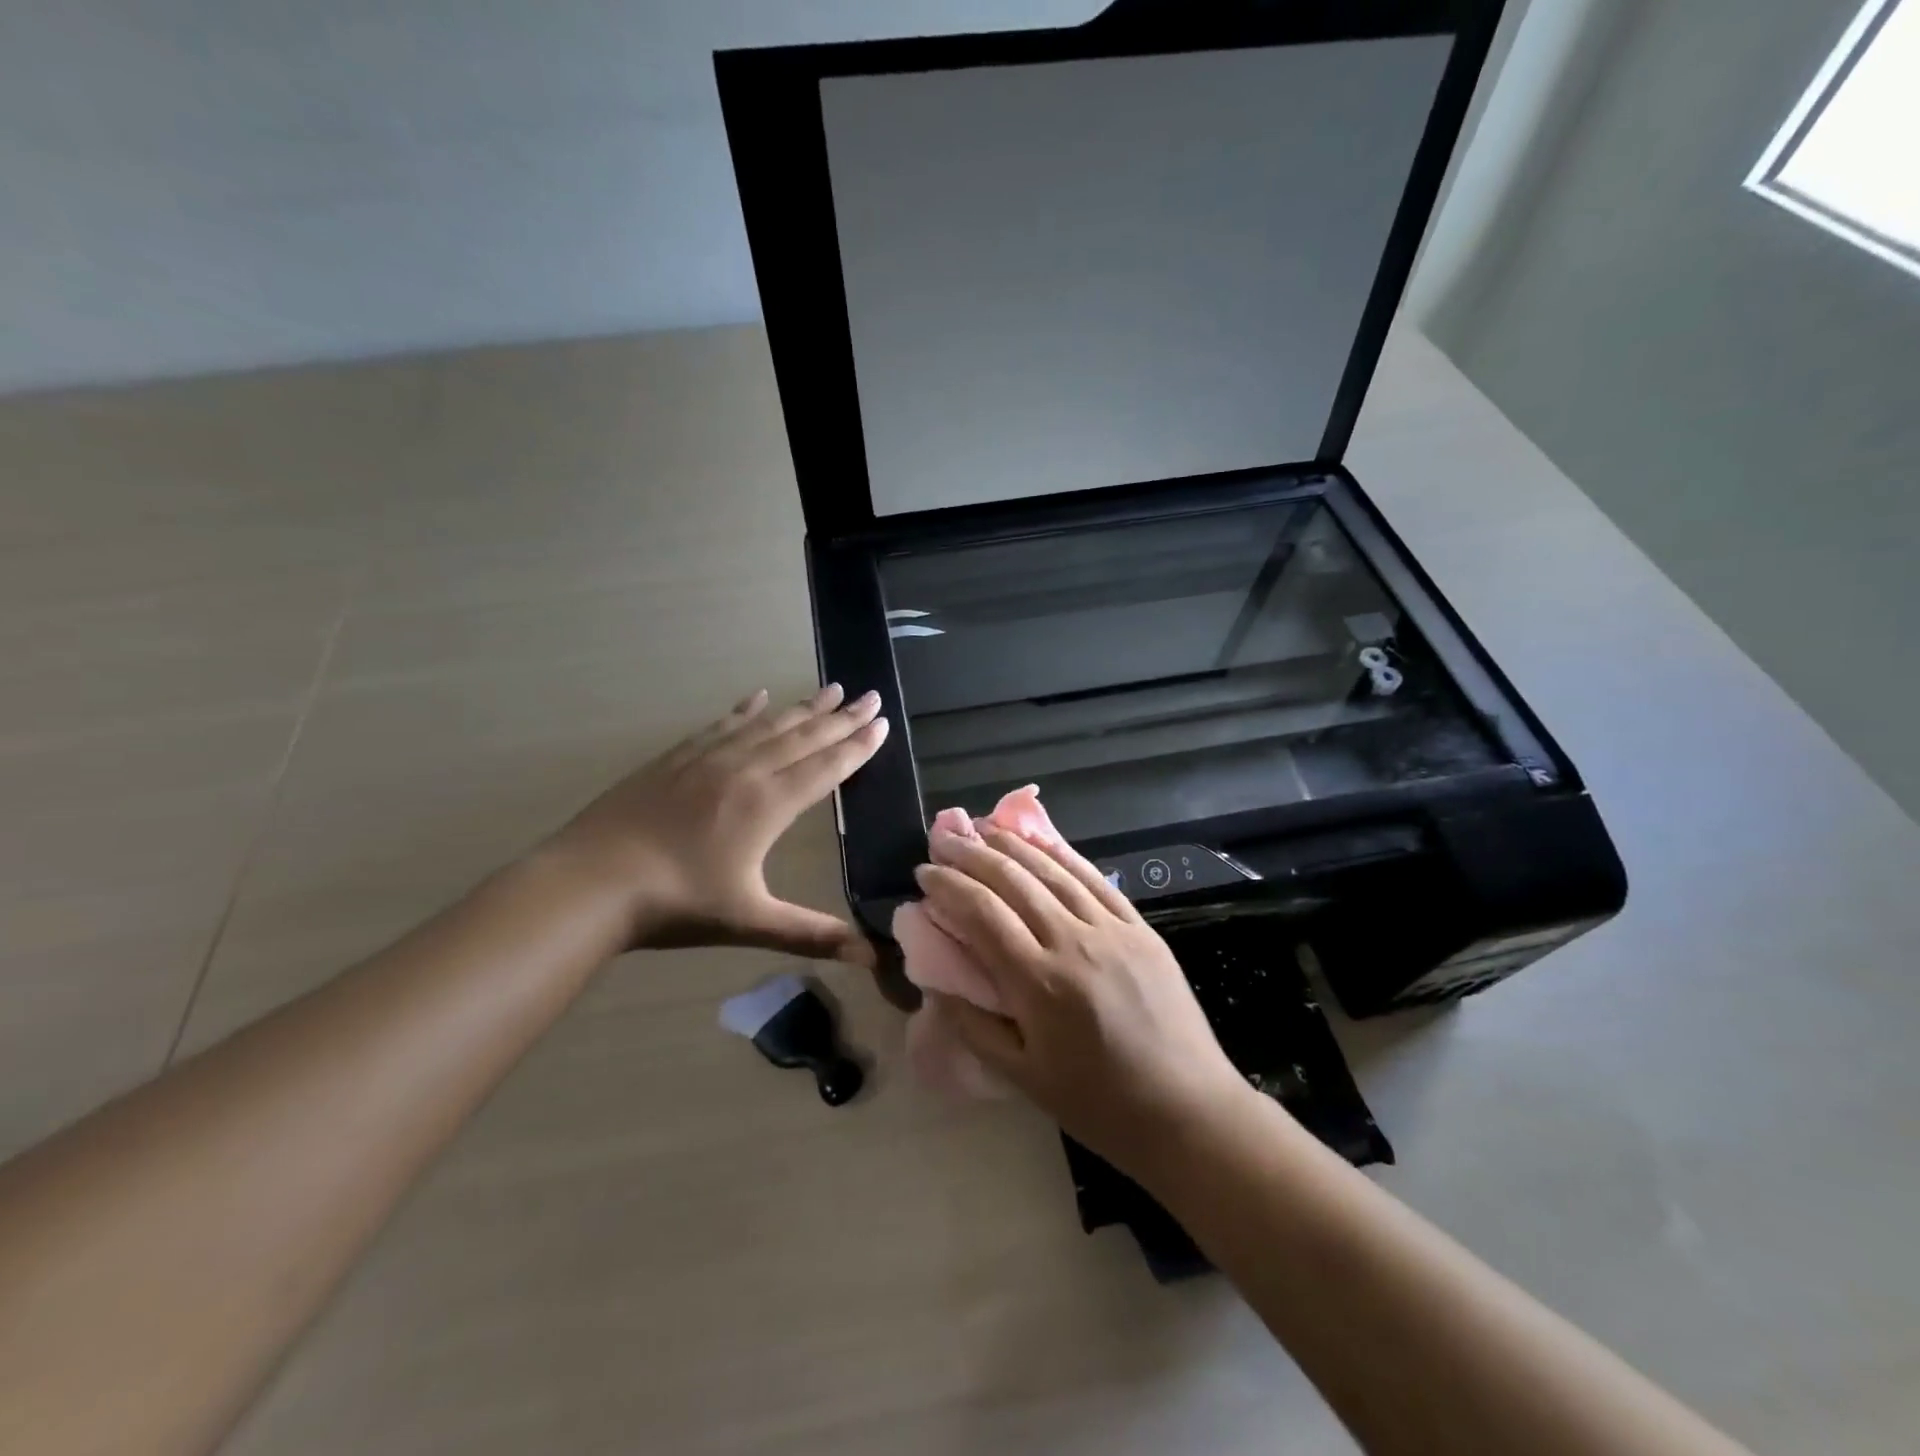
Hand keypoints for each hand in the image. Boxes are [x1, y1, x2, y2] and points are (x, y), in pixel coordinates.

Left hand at [549, 686, 887, 961]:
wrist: (591, 881)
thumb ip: (812, 934)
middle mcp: (746, 770)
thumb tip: (872, 959)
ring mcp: (708, 759)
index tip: (882, 722)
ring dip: (803, 707)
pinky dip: (745, 710)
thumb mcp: (750, 922)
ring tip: (830, 688)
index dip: (858, 746)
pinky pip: (721, 725)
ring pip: (768, 725)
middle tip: (871, 694)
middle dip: (842, 717)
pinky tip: (757, 697)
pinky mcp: (676, 758)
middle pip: (804, 737)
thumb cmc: (676, 903)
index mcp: (769, 805)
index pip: (826, 768)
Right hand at [913, 824, 1249, 1178]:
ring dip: (1014, 844)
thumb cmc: (1099, 1104)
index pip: (982, 913)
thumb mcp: (1022, 1078)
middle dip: (972, 853)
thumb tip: (938, 982)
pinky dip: (1063, 855)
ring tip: (983, 827)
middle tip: (943, 838)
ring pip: (1053, 870)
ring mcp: (1112, 929)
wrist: (1188, 1111)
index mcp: (1039, 982)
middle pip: (1014, 880)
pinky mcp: (1141, 927)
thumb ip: (973, 1026)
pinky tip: (1042, 841)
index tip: (924, 872)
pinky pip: (1095, 879)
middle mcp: (1073, 941)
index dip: (949, 885)